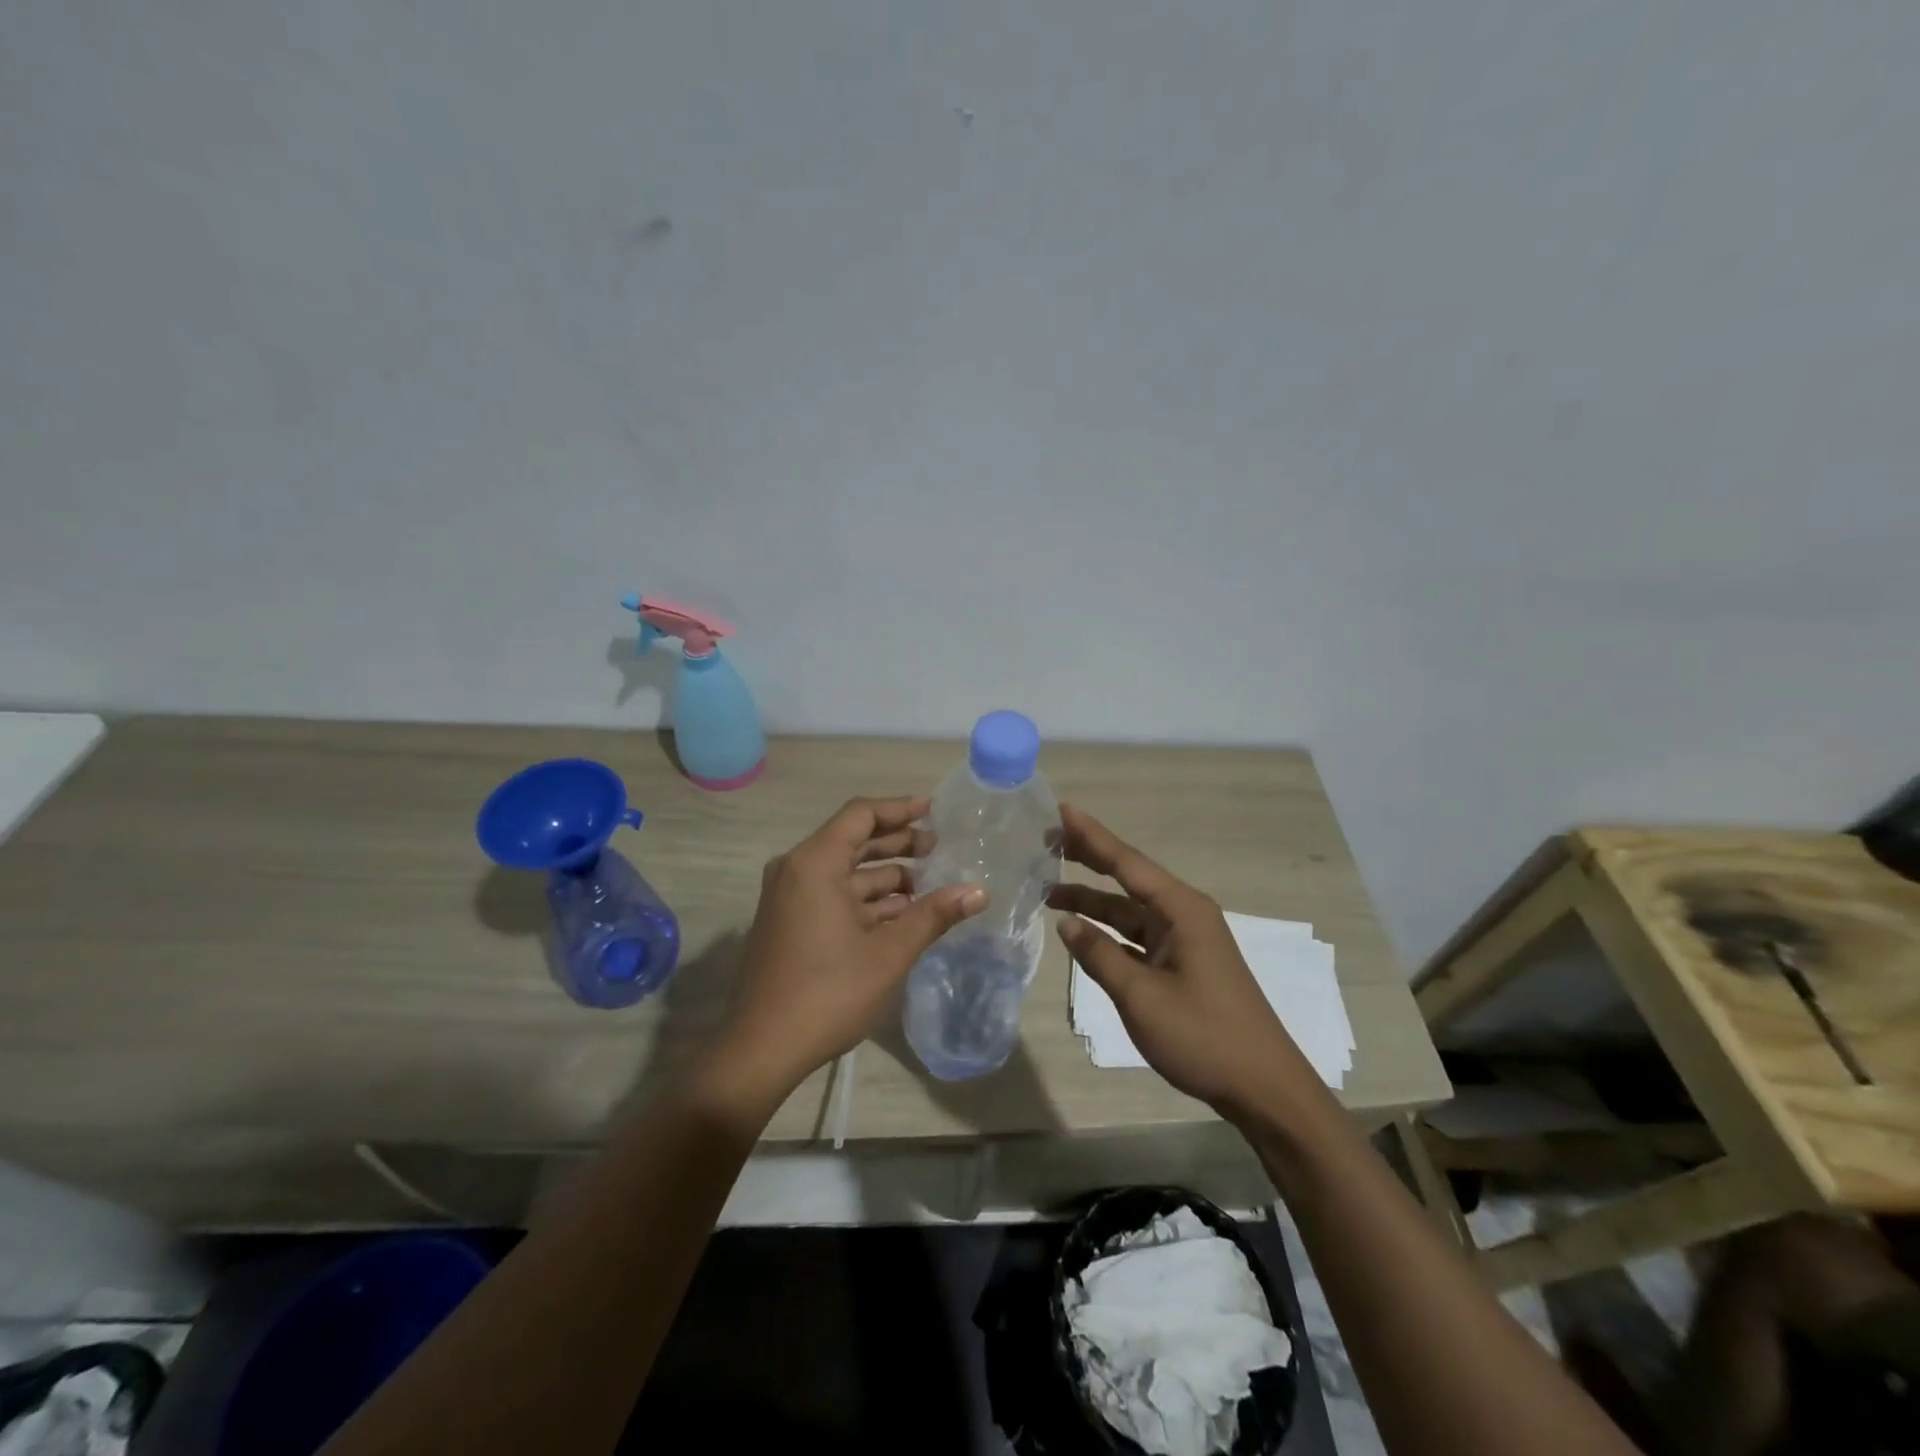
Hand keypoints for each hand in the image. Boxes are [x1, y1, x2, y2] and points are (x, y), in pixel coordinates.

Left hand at [710, 797, 984, 1109]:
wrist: (762, 1049)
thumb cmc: (828, 992)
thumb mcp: (889, 953)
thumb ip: (934, 915)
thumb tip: (978, 891)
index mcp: (815, 863)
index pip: (861, 815)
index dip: (900, 809)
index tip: (935, 811)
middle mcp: (796, 869)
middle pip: (853, 840)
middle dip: (898, 843)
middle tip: (940, 849)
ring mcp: (789, 897)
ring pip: (846, 871)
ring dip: (886, 876)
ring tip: (931, 884)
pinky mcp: (789, 922)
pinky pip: (833, 894)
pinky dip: (867, 899)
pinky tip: (902, 913)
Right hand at [1049, 805, 1317, 1118]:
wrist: (1263, 1089)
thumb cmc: (1203, 1036)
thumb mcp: (1141, 996)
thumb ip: (1099, 955)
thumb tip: (1067, 923)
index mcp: (1181, 910)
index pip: (1127, 862)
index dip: (1091, 836)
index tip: (1061, 810)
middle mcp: (1183, 915)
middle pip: (1129, 878)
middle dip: (1090, 859)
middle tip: (1048, 840)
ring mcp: (1185, 941)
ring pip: (1129, 911)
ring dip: (1093, 902)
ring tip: (1049, 891)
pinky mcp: (1183, 965)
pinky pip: (1137, 937)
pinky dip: (1109, 932)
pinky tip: (1082, 932)